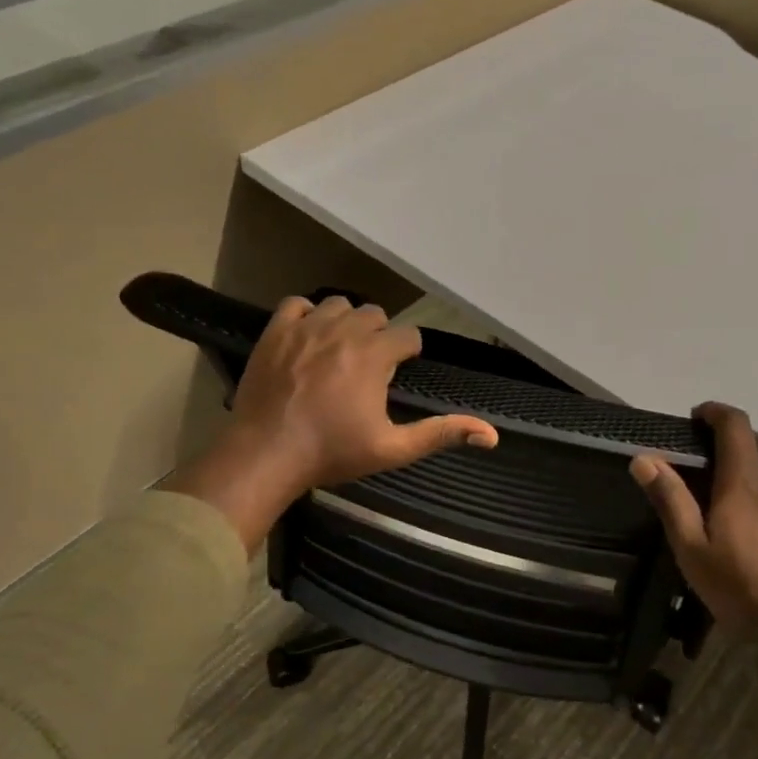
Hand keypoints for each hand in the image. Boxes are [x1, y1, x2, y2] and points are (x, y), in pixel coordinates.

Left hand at [167, 295, 498, 549]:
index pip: (407, 336)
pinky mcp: (275, 332)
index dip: (407, 354)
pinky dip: (306, 315)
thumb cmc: (333, 453)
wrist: (267, 454)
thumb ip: (440, 433)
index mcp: (375, 355)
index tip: (397, 373)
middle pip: (375, 315)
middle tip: (368, 367)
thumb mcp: (393, 449)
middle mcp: (344, 331)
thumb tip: (491, 435)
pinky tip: (307, 338)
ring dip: (345, 322)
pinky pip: (296, 304)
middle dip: (378, 336)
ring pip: (338, 304)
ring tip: (339, 350)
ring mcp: (306, 327)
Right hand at [631, 402, 757, 632]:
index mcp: (744, 483)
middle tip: (722, 465)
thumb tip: (643, 458)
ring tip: (744, 508)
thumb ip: (671, 501)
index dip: (716, 412)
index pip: (735, 426)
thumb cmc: (743, 587)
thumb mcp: (693, 549)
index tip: (698, 417)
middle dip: (746, 442)